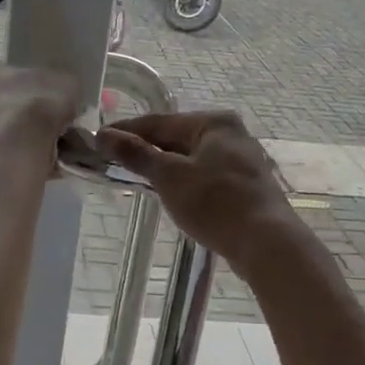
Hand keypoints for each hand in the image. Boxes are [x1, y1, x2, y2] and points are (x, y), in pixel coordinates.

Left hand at [0, 59, 83, 168]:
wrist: (19, 145)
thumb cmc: (35, 102)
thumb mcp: (62, 83)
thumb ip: (57, 87)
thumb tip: (62, 97)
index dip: (14, 88)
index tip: (33, 100)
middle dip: (3, 115)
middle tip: (32, 127)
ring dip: (1, 140)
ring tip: (32, 151)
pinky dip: (1, 161)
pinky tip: (23, 166)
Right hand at [98, 112, 302, 275]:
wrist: (267, 243)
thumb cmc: (216, 203)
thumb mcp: (169, 176)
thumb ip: (136, 154)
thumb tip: (104, 135)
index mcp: (213, 122)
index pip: (159, 122)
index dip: (126, 132)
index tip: (98, 140)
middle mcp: (231, 134)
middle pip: (176, 138)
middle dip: (146, 150)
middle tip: (113, 161)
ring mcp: (242, 160)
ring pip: (191, 158)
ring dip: (164, 167)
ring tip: (136, 178)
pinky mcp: (245, 186)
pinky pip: (204, 175)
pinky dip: (184, 181)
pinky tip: (171, 194)